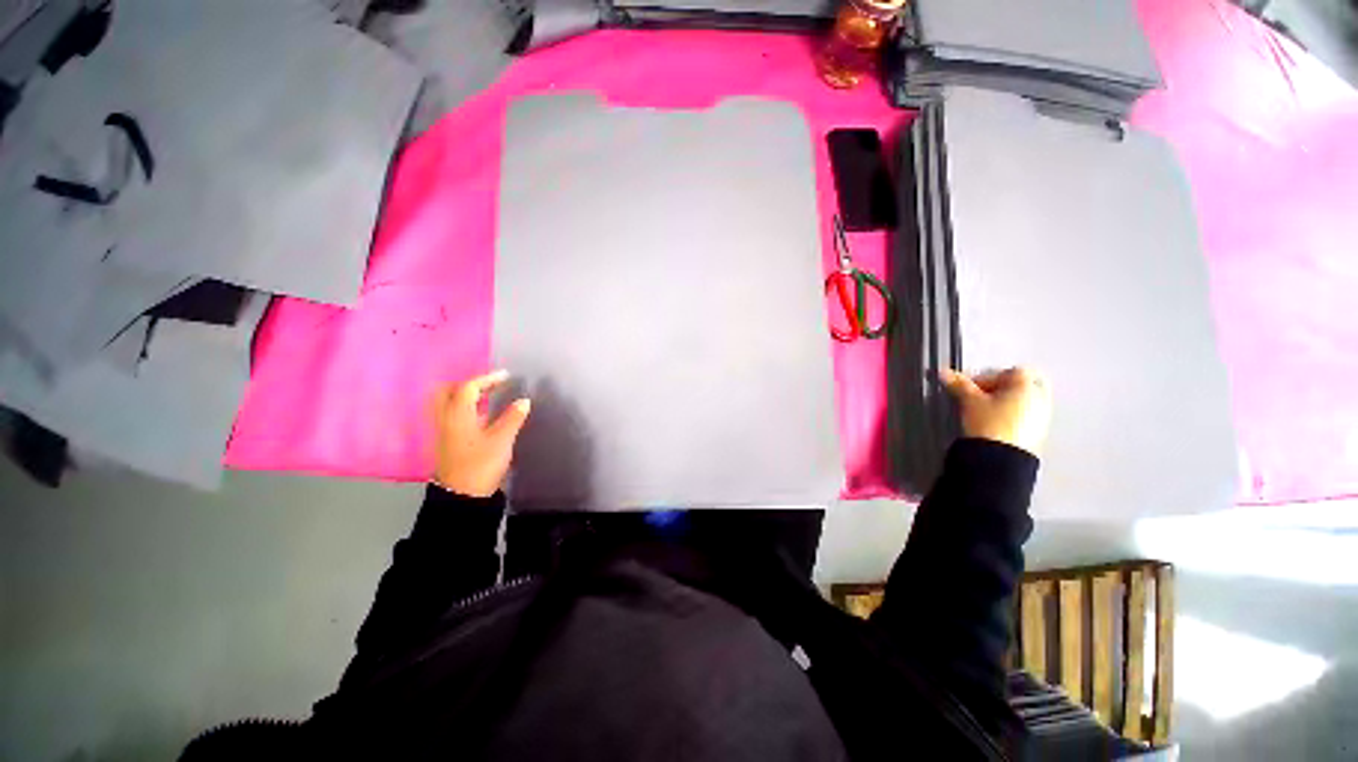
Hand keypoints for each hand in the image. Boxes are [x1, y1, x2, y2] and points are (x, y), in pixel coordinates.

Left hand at [431, 370, 530, 496]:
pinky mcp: (446, 442)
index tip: (506, 376)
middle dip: (466, 384)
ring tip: (486, 397)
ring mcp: (443, 431)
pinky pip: (451, 416)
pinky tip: (480, 415)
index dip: (487, 379)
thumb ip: (512, 418)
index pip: (468, 388)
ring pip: (447, 404)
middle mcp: (445, 419)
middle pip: (447, 392)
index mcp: (457, 415)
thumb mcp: (501, 440)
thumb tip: (524, 401)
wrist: (461, 496)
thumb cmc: (481, 464)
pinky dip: (464, 408)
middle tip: (487, 385)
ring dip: (464, 396)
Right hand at [941, 367, 1051, 456]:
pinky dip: (1012, 416)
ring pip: (1024, 401)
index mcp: (1027, 385)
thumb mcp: (969, 401)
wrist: (1001, 460)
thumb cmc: (988, 423)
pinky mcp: (1039, 433)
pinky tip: (995, 426)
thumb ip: (959, 384)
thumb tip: (943, 372)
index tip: (972, 388)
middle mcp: (1040, 398)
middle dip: (1001, 389)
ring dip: (1006, 403)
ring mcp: (1043, 416)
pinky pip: (1026, 416)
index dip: (989, 376)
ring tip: (985, 413)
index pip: (1010, 371)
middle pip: (1021, 385)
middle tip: (981, 398)